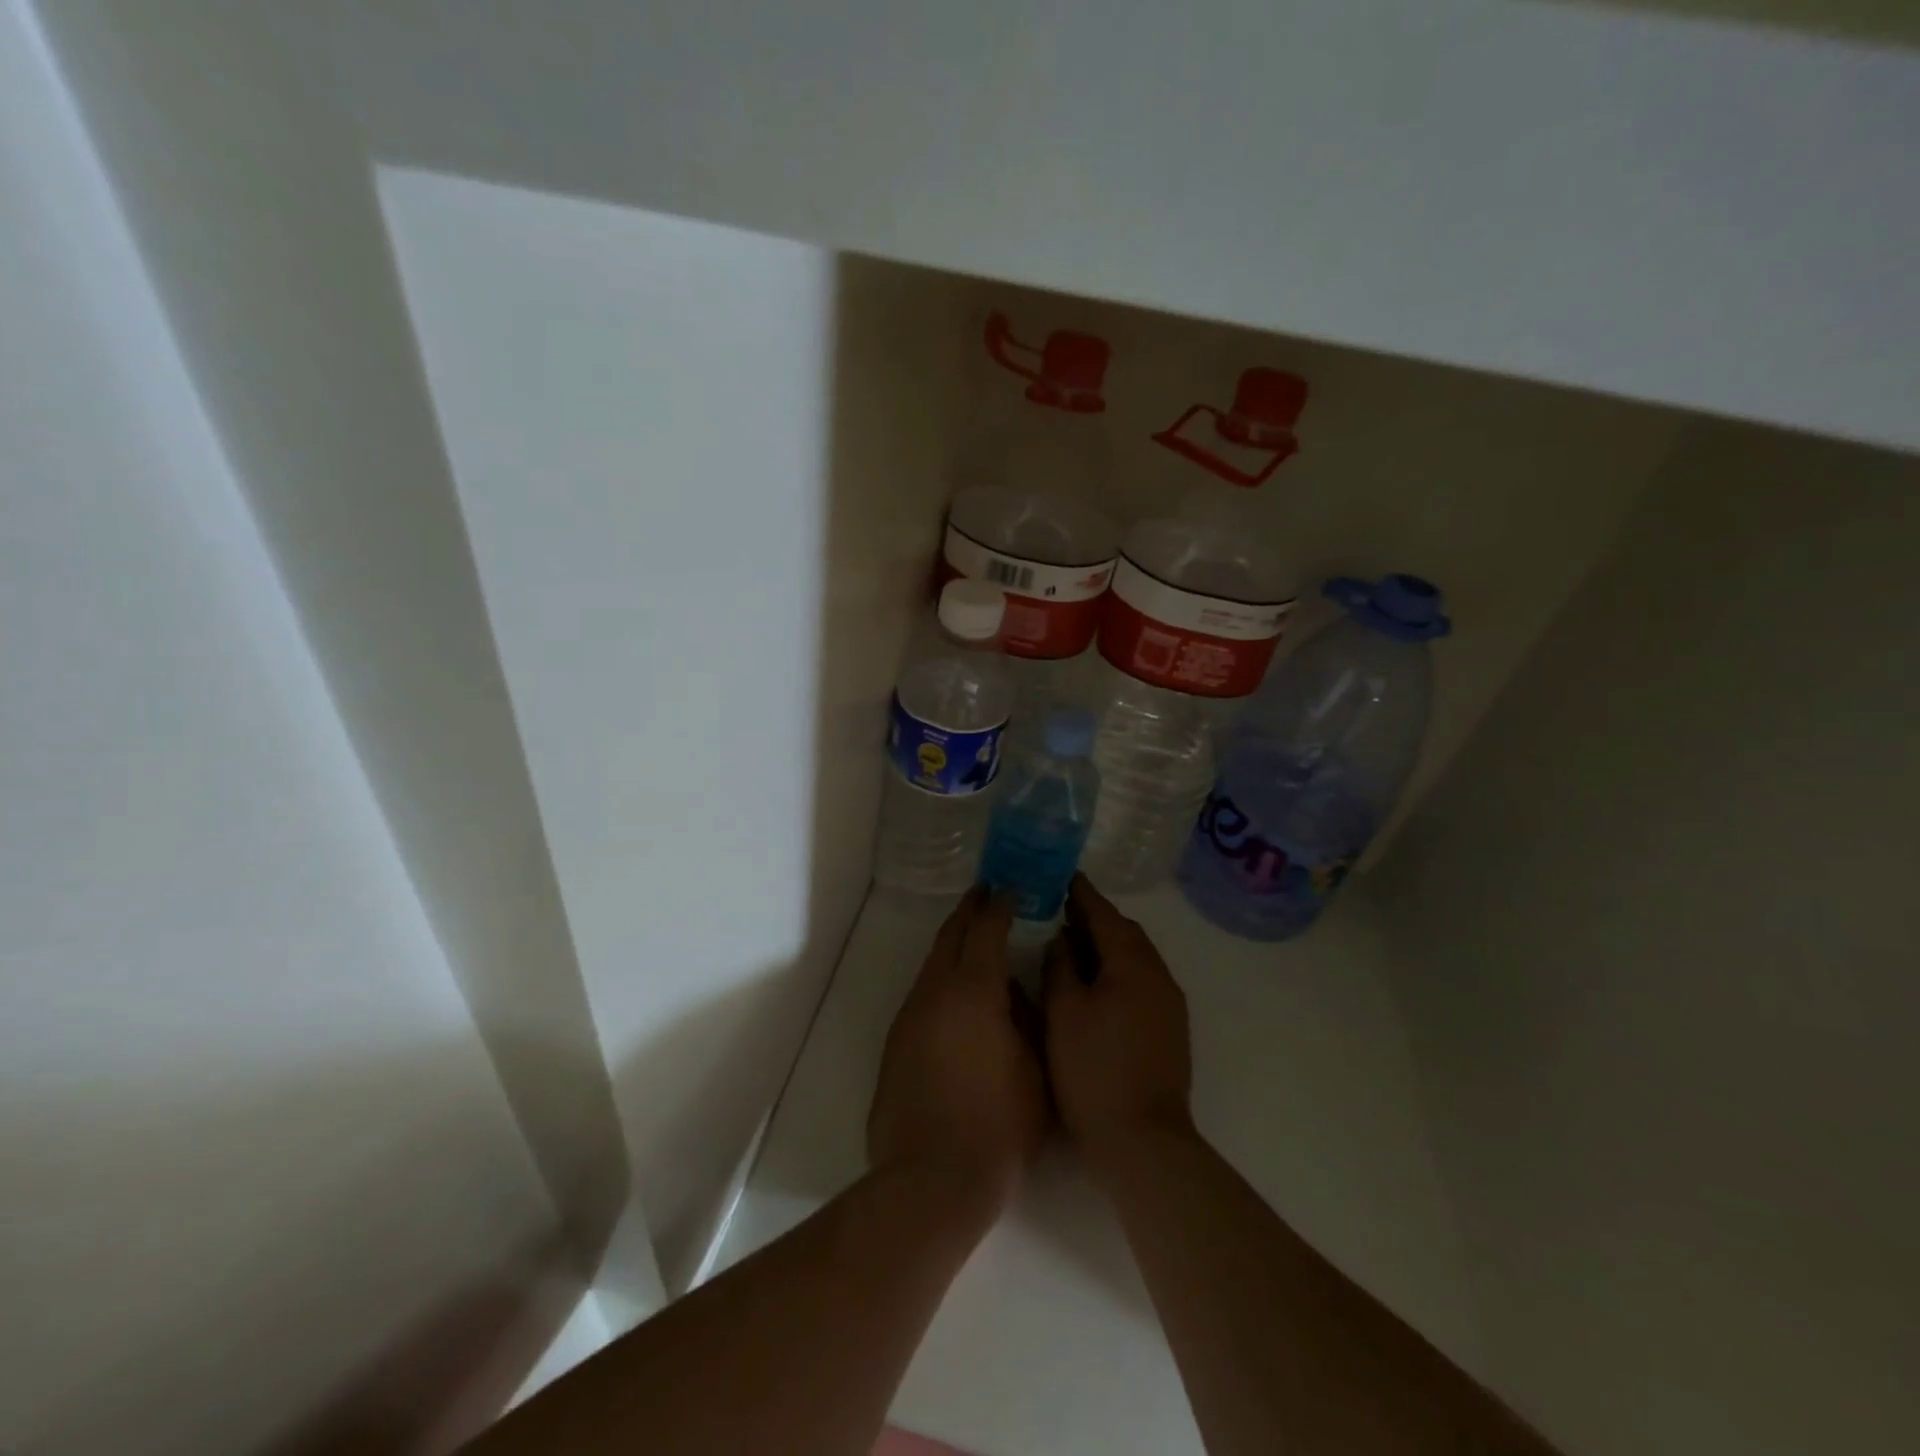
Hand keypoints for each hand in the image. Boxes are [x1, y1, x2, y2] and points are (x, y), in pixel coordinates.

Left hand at [868, 889, 1047, 1218]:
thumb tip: (1017, 995)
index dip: (1000, 905)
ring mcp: (910, 1018)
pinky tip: (958, 999)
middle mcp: (935, 993)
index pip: (986, 930)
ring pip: (932, 966)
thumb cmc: (998, 1127)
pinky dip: (942, 980)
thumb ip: (1029, 1021)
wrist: (931, 1180)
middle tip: (987, 894)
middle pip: (950, 937)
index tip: (1011, 890)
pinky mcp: (896, 1044)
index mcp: (974, 991)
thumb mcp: (1036, 1071)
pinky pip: (923, 995)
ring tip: (974, 941)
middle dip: (969, 911)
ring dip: (953, 946)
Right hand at [1042, 874, 1194, 1174]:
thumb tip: (1063, 939)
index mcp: (1132, 965)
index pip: (1105, 915)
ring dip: (1108, 945)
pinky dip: (1117, 969)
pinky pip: (1141, 981)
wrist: (1143, 1141)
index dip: (1082, 894)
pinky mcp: (1169, 1028)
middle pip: (1126, 933)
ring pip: (1136, 958)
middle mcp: (1158, 976)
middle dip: (1096, 918)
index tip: (1064, 876)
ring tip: (1074, 943)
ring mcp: (1168, 1004)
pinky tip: (1095, 982)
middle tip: (1063, 909)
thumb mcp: (1063, 1013)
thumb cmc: (1093, 1071)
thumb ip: (1060, 967)